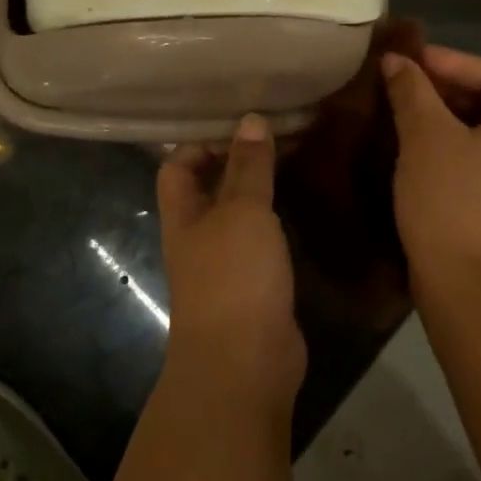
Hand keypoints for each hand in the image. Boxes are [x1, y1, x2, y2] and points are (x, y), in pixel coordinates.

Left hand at [156, 114, 305, 406]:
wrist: (245, 362)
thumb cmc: (234, 276)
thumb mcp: (242, 210)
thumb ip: (248, 166)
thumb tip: (250, 119)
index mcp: (183, 213)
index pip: (178, 164)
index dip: (201, 141)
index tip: (241, 125)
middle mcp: (198, 235)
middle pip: (209, 187)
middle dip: (237, 161)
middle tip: (278, 134)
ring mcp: (225, 263)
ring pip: (238, 214)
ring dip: (260, 190)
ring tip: (296, 160)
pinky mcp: (253, 285)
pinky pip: (261, 241)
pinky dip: (276, 221)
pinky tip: (302, 206)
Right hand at [381, 45, 480, 288]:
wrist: (464, 286)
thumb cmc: (451, 198)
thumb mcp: (426, 136)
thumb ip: (411, 90)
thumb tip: (395, 60)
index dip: (454, 61)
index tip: (411, 64)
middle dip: (444, 89)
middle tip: (400, 87)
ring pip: (479, 134)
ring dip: (441, 119)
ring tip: (400, 115)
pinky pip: (475, 161)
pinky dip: (446, 148)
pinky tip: (411, 152)